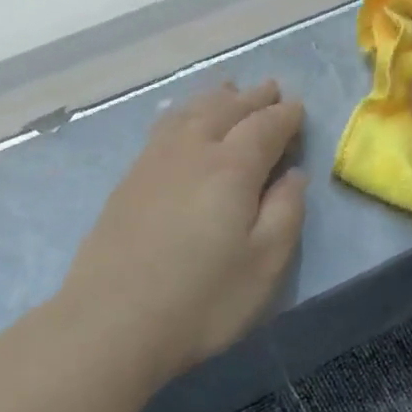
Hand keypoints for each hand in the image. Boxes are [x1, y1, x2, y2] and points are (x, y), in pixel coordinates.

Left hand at [62, 80, 307, 383]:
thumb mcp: (265, 263)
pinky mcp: (128, 183)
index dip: (285, 116)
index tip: (299, 109)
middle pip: (225, 110)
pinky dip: (183, 114)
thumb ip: (285, 212)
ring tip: (229, 89)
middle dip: (252, 98)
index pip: (264, 127)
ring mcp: (153, 164)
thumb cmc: (203, 300)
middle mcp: (191, 152)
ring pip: (189, 114)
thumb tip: (293, 175)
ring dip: (214, 98)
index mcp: (231, 168)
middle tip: (271, 89)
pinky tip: (182, 121)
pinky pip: (163, 129)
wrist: (112, 323)